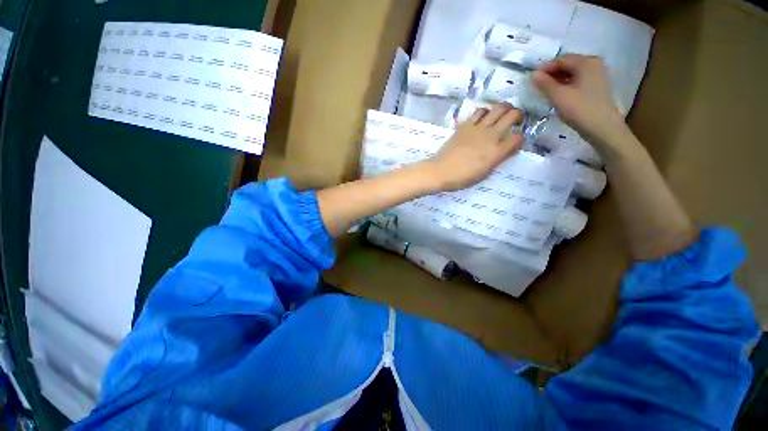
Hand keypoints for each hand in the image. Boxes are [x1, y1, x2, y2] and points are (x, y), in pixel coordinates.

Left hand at [426, 104, 522, 190]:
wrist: (441, 171)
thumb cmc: (462, 177)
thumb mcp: (484, 173)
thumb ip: (498, 159)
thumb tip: (508, 150)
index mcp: (497, 151)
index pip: (518, 138)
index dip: (520, 138)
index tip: (517, 141)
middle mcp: (491, 135)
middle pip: (512, 114)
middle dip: (518, 115)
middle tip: (515, 120)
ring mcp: (477, 128)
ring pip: (497, 108)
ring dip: (503, 109)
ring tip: (500, 115)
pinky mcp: (465, 125)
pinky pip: (479, 111)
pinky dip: (485, 111)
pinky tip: (483, 118)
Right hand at [532, 54, 626, 145]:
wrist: (602, 127)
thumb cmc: (580, 109)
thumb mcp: (558, 96)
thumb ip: (545, 84)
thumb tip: (533, 74)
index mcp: (586, 62)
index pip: (561, 59)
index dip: (545, 68)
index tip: (532, 79)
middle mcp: (594, 63)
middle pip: (568, 64)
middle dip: (552, 74)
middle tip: (538, 86)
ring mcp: (597, 74)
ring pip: (572, 72)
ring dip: (558, 80)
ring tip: (546, 92)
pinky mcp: (597, 85)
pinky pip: (578, 79)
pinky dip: (567, 84)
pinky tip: (559, 94)